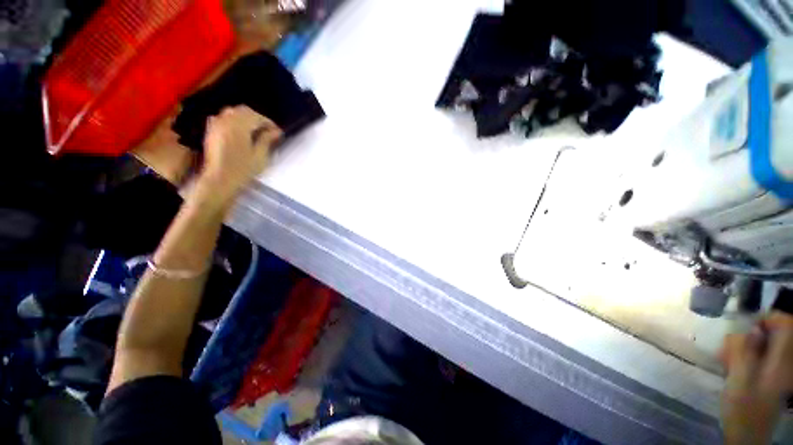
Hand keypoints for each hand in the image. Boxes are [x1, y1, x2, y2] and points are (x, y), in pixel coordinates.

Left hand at [197, 105, 281, 204]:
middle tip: (268, 130)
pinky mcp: (212, 131)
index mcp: (240, 126)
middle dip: (257, 118)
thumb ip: (267, 140)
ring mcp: (217, 125)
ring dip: (245, 118)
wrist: (220, 179)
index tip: (277, 132)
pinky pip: (223, 117)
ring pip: (232, 112)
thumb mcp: (260, 156)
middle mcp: (226, 121)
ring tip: (255, 130)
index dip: (269, 123)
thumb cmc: (242, 169)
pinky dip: (233, 120)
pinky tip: (239, 130)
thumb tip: (276, 131)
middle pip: (244, 110)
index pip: (257, 117)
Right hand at [720, 312, 792, 443]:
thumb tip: (751, 329)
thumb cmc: (743, 409)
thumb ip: (745, 352)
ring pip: (763, 344)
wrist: (746, 435)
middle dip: (749, 336)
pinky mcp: (769, 375)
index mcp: (782, 361)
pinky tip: (731, 366)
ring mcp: (778, 369)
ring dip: (744, 346)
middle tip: (730, 350)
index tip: (746, 327)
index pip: (786, 323)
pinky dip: (744, 355)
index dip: (768, 318)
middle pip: (772, 333)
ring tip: (727, 361)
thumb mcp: (740, 381)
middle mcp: (785, 361)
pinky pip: (758, 355)